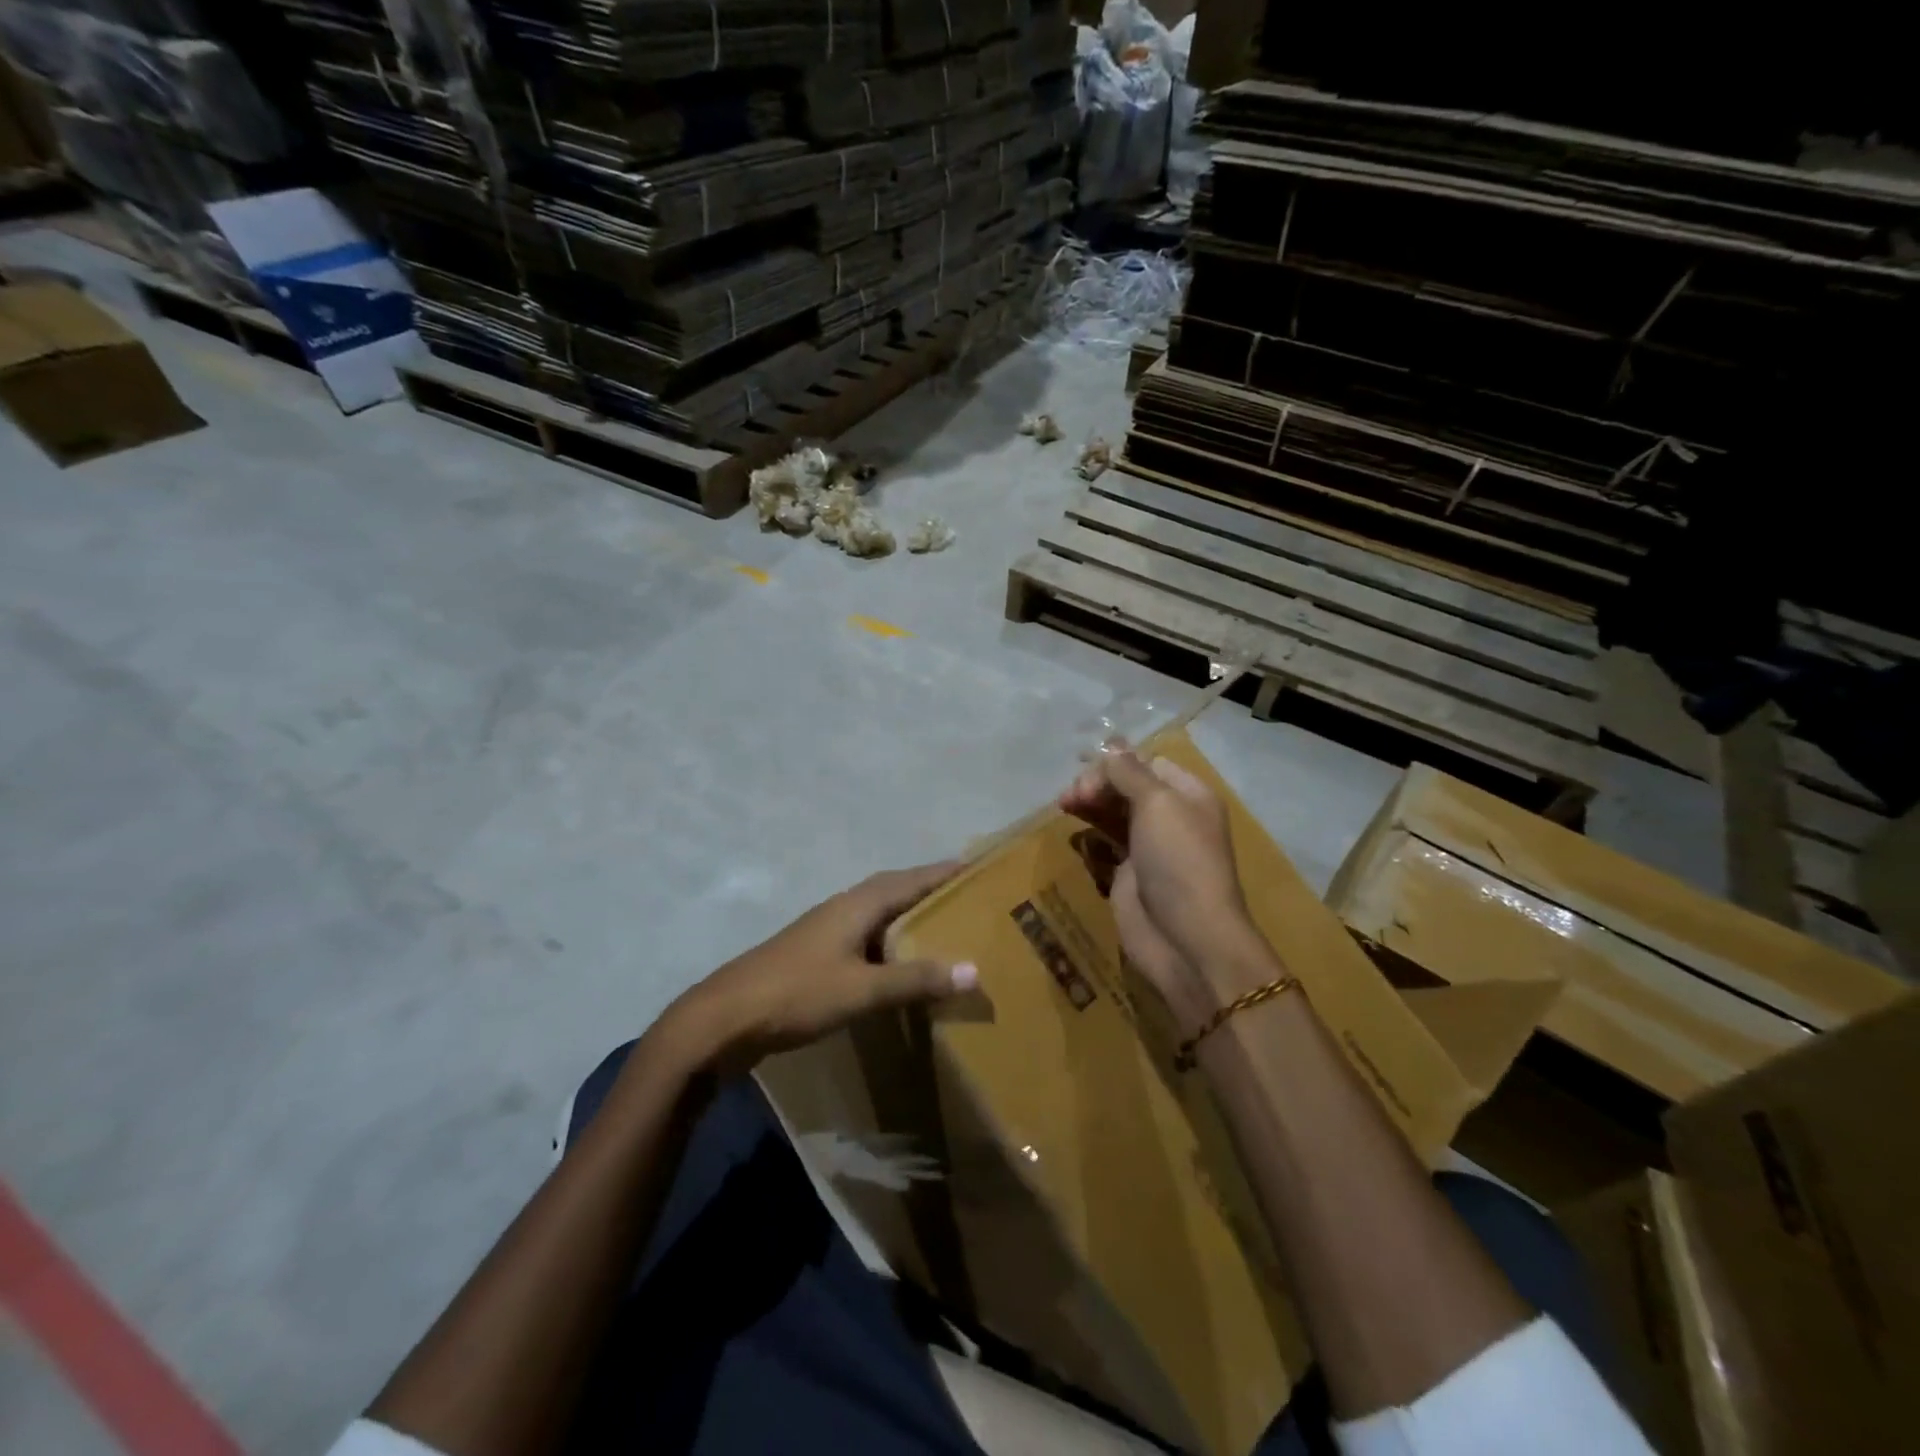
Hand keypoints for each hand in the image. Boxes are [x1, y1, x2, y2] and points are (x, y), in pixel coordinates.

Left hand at [665, 862, 976, 1070]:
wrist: (723, 1019)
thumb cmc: (797, 993)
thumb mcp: (862, 989)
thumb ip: (915, 979)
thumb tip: (974, 969)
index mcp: (858, 904)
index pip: (912, 878)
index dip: (945, 872)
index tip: (981, 867)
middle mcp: (844, 908)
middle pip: (896, 891)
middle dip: (932, 892)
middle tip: (971, 900)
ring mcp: (827, 932)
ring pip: (880, 916)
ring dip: (910, 919)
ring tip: (946, 930)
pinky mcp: (816, 956)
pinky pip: (866, 939)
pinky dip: (891, 945)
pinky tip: (901, 967)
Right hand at [1061, 743, 1271, 1033]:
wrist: (1187, 938)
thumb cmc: (1179, 862)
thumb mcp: (1158, 805)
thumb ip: (1129, 773)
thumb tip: (1111, 745)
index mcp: (1188, 795)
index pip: (1147, 763)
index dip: (1116, 762)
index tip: (1086, 770)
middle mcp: (1171, 816)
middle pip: (1127, 786)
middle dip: (1098, 783)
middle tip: (1073, 795)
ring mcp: (1149, 847)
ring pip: (1113, 812)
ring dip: (1089, 803)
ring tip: (1064, 805)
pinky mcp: (1129, 873)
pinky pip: (1105, 843)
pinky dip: (1089, 832)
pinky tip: (1072, 830)